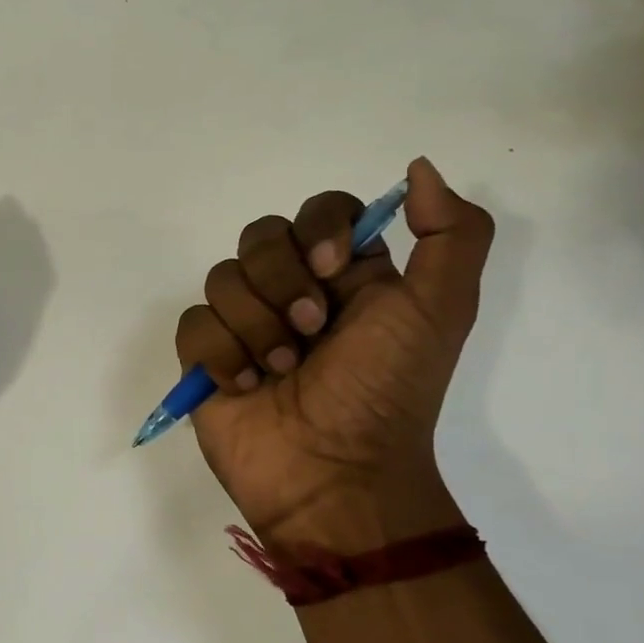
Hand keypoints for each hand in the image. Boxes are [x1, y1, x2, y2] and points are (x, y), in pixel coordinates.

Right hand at [176, 158, 492, 553]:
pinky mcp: (206, 359)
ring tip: (278, 371)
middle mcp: (292, 291)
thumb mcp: (441, 311)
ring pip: (222, 278)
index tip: (335, 270)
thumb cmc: (386, 392)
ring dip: (254, 327)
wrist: (335, 475)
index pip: (320, 211)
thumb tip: (419, 167)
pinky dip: (219, 354)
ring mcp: (244, 325)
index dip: (320, 228)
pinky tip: (243, 386)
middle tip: (309, 331)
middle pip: (260, 236)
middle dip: (281, 281)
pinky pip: (192, 324)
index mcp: (347, 276)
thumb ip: (451, 234)